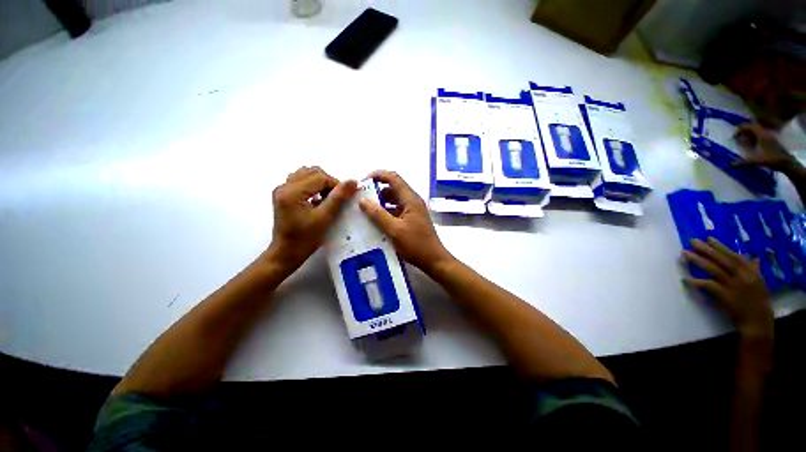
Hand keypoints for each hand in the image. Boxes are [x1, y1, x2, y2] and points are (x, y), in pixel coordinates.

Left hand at [267, 166, 356, 272]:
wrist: (286, 253)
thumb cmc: (306, 239)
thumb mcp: (325, 217)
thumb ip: (338, 197)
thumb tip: (353, 181)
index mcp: (292, 192)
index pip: (320, 177)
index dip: (336, 184)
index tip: (346, 196)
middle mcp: (284, 186)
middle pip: (312, 172)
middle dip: (328, 182)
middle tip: (336, 198)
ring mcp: (282, 190)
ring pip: (306, 174)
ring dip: (320, 183)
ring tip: (327, 198)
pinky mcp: (283, 195)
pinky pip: (301, 181)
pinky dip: (312, 186)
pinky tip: (317, 199)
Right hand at [358, 170, 451, 272]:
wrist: (434, 260)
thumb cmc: (416, 244)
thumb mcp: (394, 230)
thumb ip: (378, 214)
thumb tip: (363, 200)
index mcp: (410, 199)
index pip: (393, 178)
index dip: (378, 175)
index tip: (362, 183)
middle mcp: (412, 201)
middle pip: (393, 189)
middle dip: (376, 191)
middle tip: (360, 200)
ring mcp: (412, 211)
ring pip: (393, 201)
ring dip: (380, 204)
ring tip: (364, 212)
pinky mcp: (411, 220)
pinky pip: (396, 211)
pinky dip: (385, 213)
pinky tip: (375, 223)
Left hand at [683, 238, 772, 337]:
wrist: (757, 319)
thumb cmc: (758, 300)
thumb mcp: (759, 281)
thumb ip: (753, 269)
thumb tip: (753, 257)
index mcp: (750, 271)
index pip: (733, 255)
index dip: (721, 247)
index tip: (709, 238)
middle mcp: (741, 275)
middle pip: (721, 259)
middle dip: (706, 249)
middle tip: (692, 241)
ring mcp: (732, 285)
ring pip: (713, 269)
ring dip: (698, 260)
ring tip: (685, 253)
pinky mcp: (724, 295)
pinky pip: (708, 285)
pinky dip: (698, 282)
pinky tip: (687, 279)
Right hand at [734, 123, 797, 172]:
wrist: (786, 162)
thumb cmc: (772, 159)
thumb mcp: (757, 161)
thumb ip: (743, 161)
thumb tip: (731, 164)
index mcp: (761, 135)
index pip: (749, 126)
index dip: (741, 128)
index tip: (734, 135)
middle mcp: (765, 133)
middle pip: (753, 127)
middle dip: (744, 131)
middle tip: (736, 137)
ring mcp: (768, 136)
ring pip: (756, 131)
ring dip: (748, 134)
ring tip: (742, 140)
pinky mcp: (770, 140)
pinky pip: (760, 135)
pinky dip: (753, 137)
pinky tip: (750, 144)